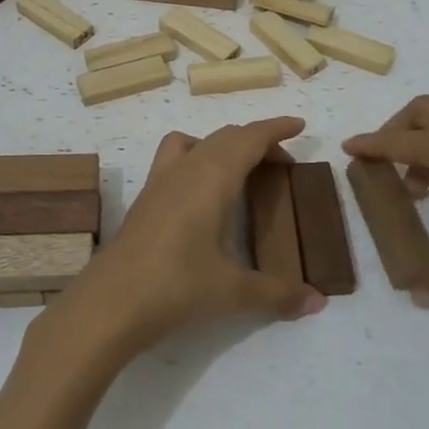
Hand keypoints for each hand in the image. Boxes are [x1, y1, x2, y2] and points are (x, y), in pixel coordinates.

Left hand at [46, 118, 327, 358]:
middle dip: (256, 141)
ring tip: (240, 172)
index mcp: (212, 177)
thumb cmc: (177, 287)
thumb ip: (278, 294)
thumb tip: (318, 302)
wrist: (110, 303)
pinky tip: (201, 197)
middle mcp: (186, 169)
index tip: (299, 126)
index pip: (249, 138)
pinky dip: (196, 160)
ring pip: (196, 143)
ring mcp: (159, 181)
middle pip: (225, 137)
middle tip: (282, 164)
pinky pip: (174, 160)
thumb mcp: (233, 292)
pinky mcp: (144, 199)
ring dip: (222, 146)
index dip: (276, 128)